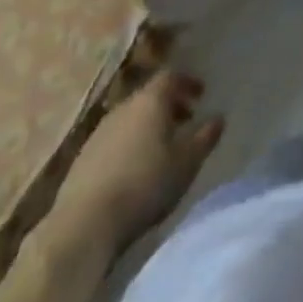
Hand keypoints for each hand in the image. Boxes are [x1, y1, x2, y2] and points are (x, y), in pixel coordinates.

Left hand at [45, 71, 225, 258]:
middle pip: (149, 96)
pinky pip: (114, 139)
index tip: (201, 95)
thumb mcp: (186, 163)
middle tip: (185, 121)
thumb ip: (205, 137)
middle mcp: (123, 107)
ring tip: (161, 147)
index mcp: (150, 101)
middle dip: (169, 105)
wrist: (84, 224)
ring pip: (130, 118)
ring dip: (148, 126)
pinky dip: (129, 143)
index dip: (187, 82)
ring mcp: (99, 132)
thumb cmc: (144, 185)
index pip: (171, 77)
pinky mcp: (83, 157)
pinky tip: (134, 168)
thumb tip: (219, 117)